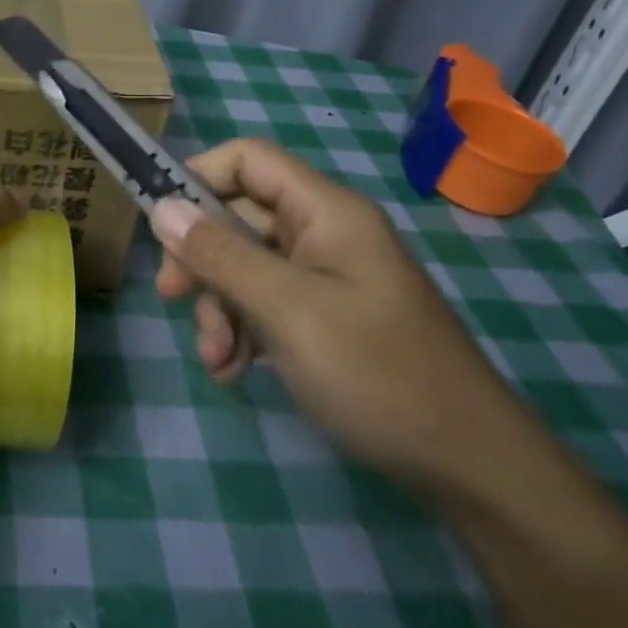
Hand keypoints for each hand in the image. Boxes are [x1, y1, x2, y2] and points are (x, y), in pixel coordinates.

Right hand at [152, 138, 531, 495]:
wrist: (468, 467)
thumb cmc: (377, 374)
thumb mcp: (287, 311)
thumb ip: (221, 255)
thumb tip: (161, 207)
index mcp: (326, 212)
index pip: (248, 160)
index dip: (198, 178)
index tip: (160, 223)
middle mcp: (323, 234)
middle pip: (238, 218)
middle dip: (201, 260)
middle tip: (172, 298)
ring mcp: (324, 277)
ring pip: (243, 267)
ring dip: (217, 307)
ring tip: (217, 360)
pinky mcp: (322, 317)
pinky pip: (262, 304)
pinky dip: (240, 332)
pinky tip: (234, 372)